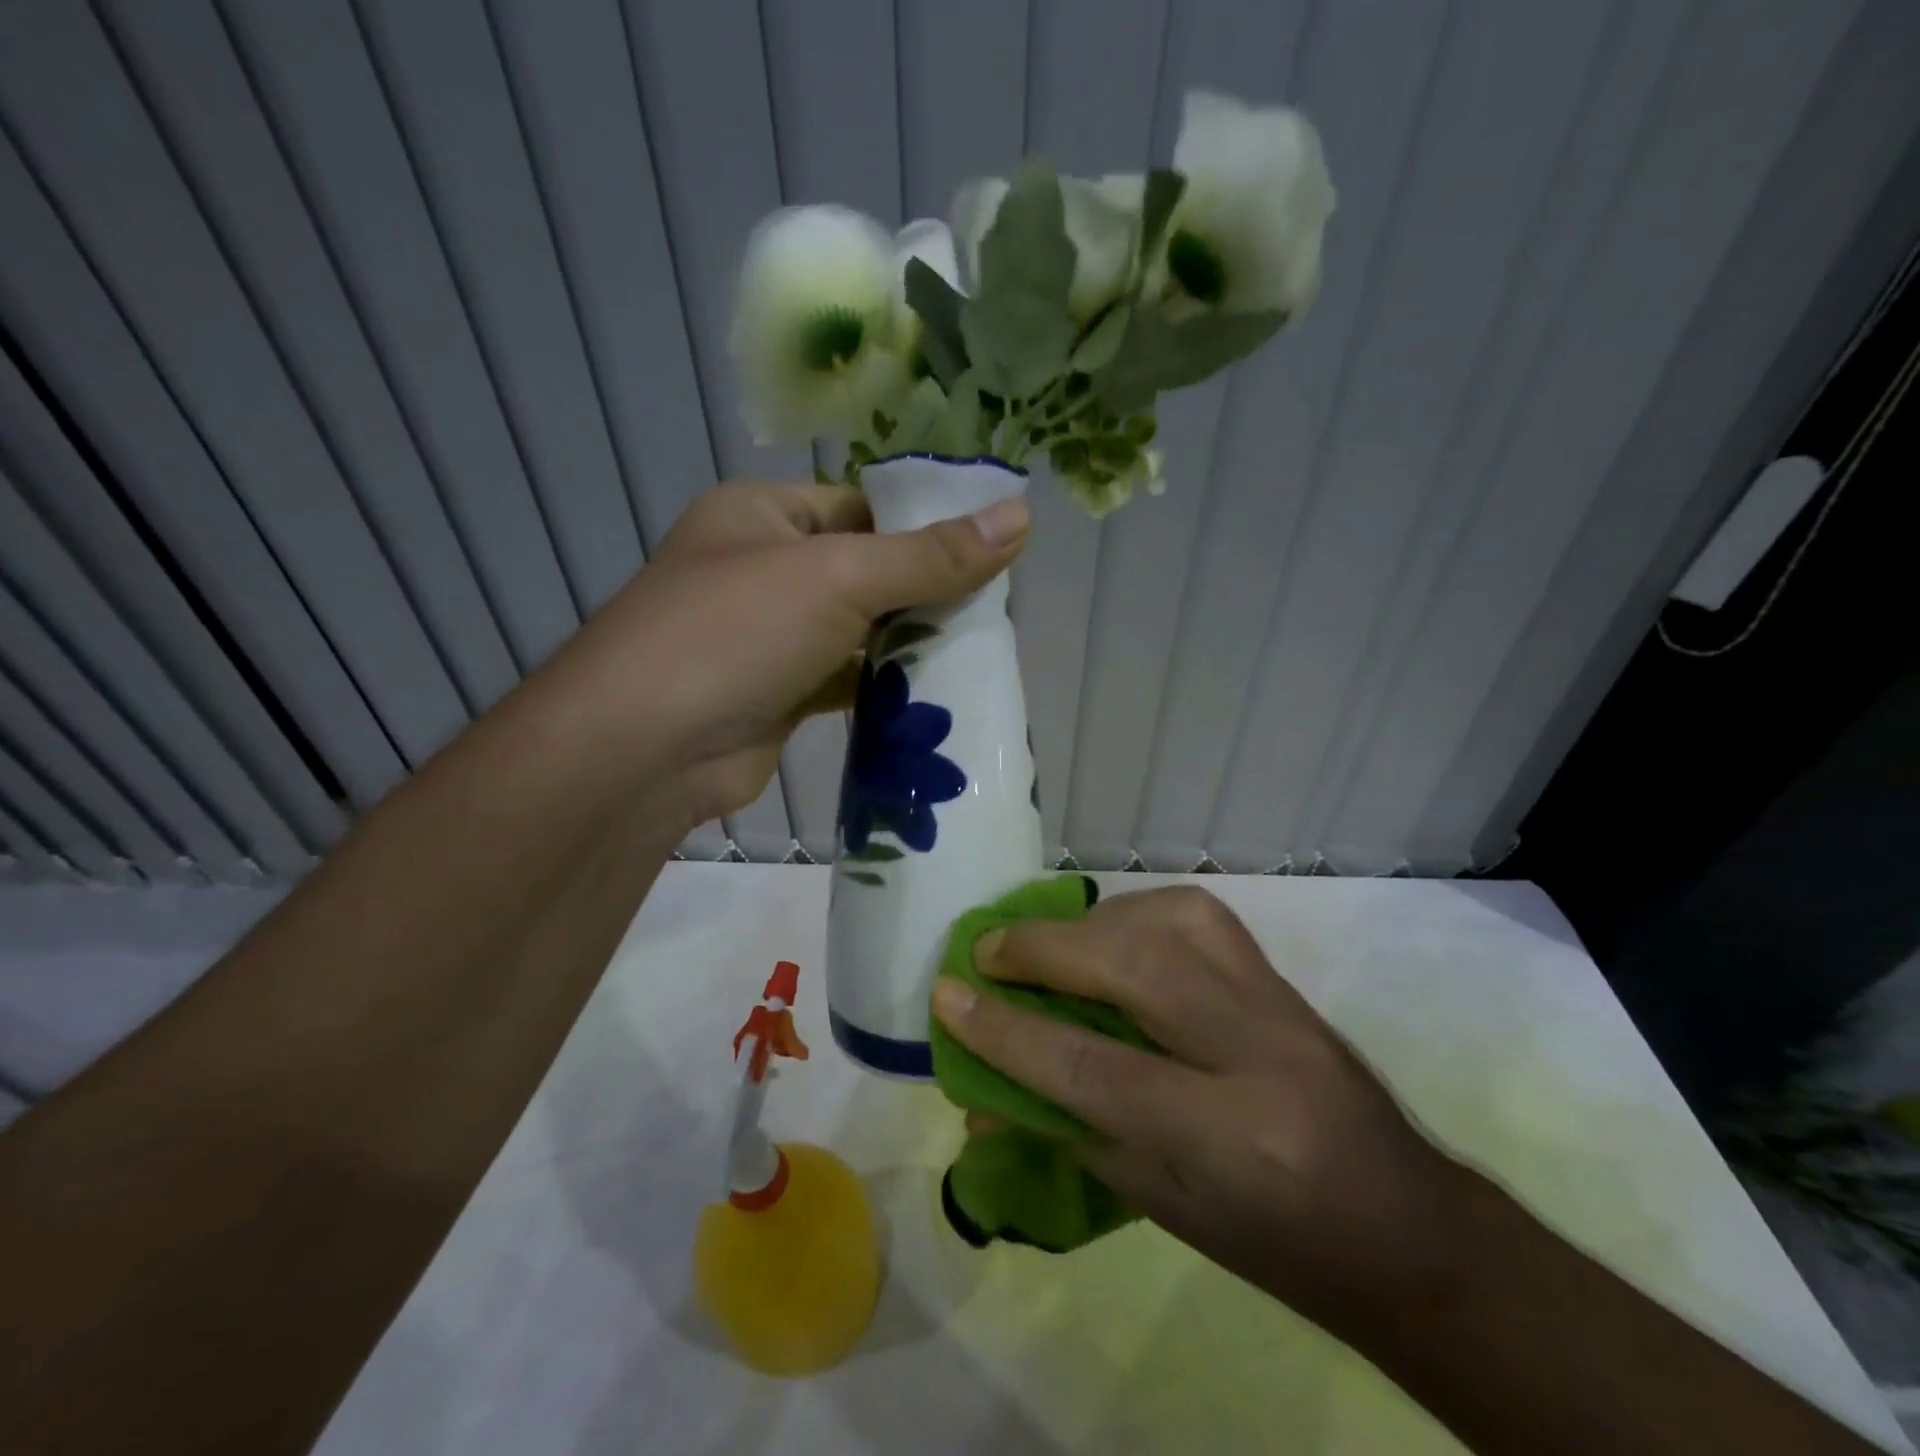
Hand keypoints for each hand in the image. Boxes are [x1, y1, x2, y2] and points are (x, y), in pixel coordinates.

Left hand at [550, 481, 1027, 828]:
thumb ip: (930, 555)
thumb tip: (1021, 516)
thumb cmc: (736, 632)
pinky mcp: (779, 695)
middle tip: (995, 608)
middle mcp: (763, 568)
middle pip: (865, 569)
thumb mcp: (838, 577)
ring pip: (857, 630)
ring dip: (909, 643)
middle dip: (925, 590)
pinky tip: (935, 695)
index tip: (992, 549)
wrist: (646, 750)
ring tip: (980, 650)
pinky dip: (884, 688)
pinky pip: (845, 680)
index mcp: (763, 514)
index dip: (924, 524)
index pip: (861, 505)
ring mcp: (769, 637)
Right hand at [931, 886, 1465, 1346]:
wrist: (1408, 1228)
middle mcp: (1256, 1052)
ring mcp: (1277, 1002)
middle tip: (987, 951)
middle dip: (1041, 950)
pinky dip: (1136, 913)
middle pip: (1129, 966)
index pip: (1092, 1068)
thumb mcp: (1164, 1210)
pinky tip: (1113, 934)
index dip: (1006, 1030)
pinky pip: (1195, 914)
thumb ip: (1071, 1136)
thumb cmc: (1276, 1246)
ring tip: (1048, 946)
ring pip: (1166, 920)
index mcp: (1229, 1140)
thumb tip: (983, 1097)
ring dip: (1089, 923)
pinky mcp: (1281, 975)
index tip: (946, 996)